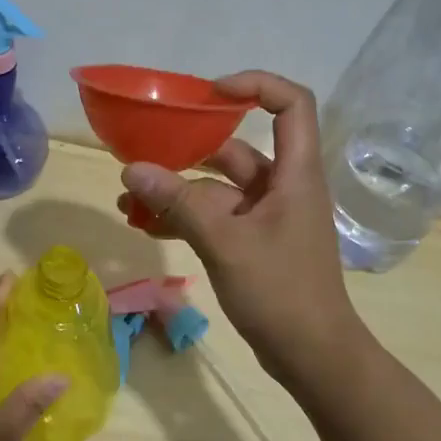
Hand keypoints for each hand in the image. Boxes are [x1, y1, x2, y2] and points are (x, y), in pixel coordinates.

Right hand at [117, 70, 367, 384]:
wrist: (312, 355)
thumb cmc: (280, 291)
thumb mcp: (224, 243)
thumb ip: (179, 204)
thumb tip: (132, 169)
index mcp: (295, 173)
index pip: (290, 104)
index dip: (255, 85)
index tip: (209, 93)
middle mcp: (284, 186)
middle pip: (238, 148)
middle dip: (189, 150)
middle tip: (145, 152)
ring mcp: (268, 216)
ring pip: (218, 188)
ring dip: (177, 191)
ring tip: (129, 199)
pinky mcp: (254, 242)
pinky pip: (216, 217)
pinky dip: (185, 217)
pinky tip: (146, 226)